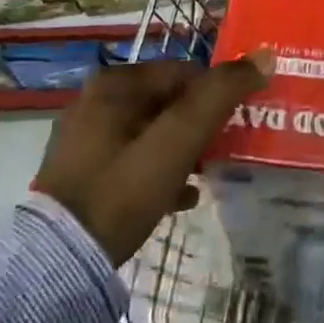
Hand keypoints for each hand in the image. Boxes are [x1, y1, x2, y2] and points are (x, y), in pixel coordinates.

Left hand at [35, 59, 264, 264]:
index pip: (185, 72)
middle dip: (201, 125)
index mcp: (114, 84)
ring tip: (208, 175)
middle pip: (169, 102)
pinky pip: (134, 159)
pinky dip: (160, 170)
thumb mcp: (177, 141)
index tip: (237, 125)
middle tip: (225, 152)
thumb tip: (265, 56)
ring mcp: (86, 138)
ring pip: (154, 132)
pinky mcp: (84, 172)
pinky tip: (181, 196)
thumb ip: (220, 96)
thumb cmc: (121, 192)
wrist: (58, 265)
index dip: (216, 96)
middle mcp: (96, 101)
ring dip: (184, 149)